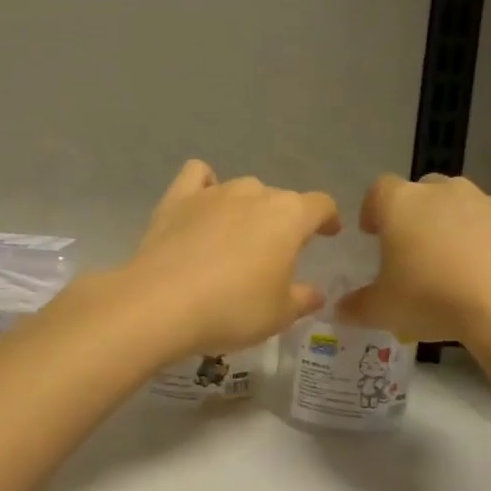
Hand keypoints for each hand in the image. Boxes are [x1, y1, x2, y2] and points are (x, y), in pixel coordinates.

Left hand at [119, 160, 340, 359]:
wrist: (162, 304)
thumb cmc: (232, 309)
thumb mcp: (278, 315)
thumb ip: (302, 299)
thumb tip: (315, 293)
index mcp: (288, 216)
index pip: (320, 205)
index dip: (327, 218)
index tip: (328, 233)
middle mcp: (253, 193)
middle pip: (278, 199)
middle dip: (282, 221)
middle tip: (274, 253)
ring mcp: (212, 192)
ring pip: (241, 189)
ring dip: (246, 208)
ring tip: (237, 237)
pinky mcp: (176, 199)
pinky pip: (196, 176)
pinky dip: (204, 184)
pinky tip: (202, 205)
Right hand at [337, 174, 490, 374]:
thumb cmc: (432, 296)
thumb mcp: (382, 310)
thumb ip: (356, 307)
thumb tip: (340, 309)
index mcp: (401, 203)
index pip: (378, 190)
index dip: (372, 210)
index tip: (371, 234)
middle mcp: (442, 192)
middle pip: (422, 191)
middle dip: (414, 215)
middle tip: (411, 250)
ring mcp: (486, 202)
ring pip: (461, 206)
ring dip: (452, 227)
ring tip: (451, 265)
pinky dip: (486, 243)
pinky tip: (486, 276)